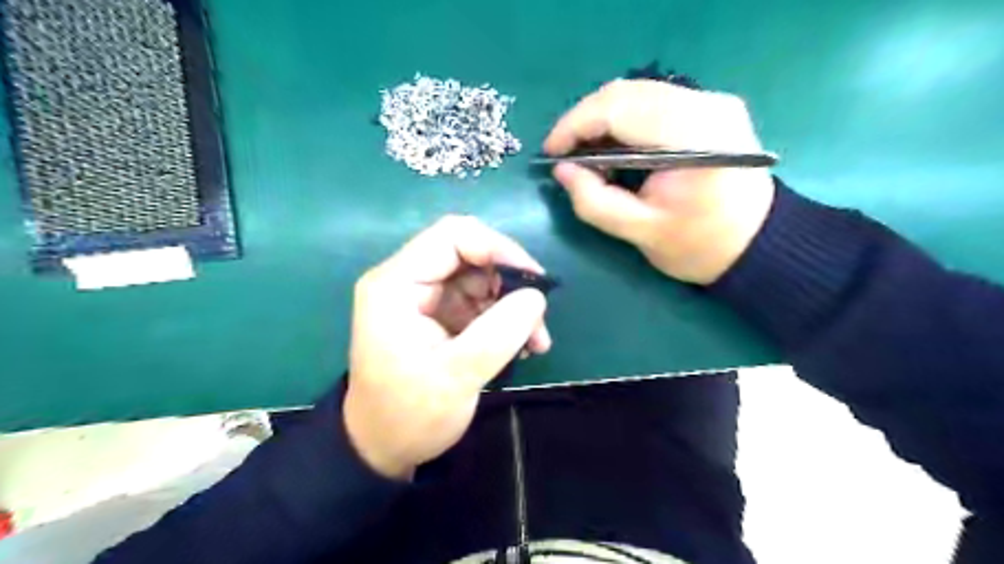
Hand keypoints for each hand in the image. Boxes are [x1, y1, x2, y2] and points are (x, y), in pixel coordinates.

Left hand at [345, 216, 548, 480]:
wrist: (382, 448)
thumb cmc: (409, 415)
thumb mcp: (456, 377)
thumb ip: (499, 333)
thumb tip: (536, 297)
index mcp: (396, 285)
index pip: (452, 237)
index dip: (497, 248)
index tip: (534, 280)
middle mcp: (406, 281)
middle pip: (468, 254)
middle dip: (509, 281)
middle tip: (537, 318)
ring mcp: (422, 297)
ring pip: (479, 278)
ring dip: (511, 304)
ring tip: (535, 341)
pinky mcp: (436, 314)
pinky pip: (477, 300)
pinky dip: (502, 318)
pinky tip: (521, 345)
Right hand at [546, 79, 769, 285]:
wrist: (756, 243)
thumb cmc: (700, 246)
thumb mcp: (641, 233)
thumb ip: (595, 202)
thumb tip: (561, 171)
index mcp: (694, 139)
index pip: (620, 109)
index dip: (575, 125)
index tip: (551, 153)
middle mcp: (706, 105)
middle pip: (626, 92)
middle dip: (584, 121)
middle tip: (564, 155)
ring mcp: (712, 101)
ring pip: (637, 92)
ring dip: (602, 119)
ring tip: (585, 154)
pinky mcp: (710, 107)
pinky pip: (652, 100)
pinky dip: (623, 119)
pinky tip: (613, 146)